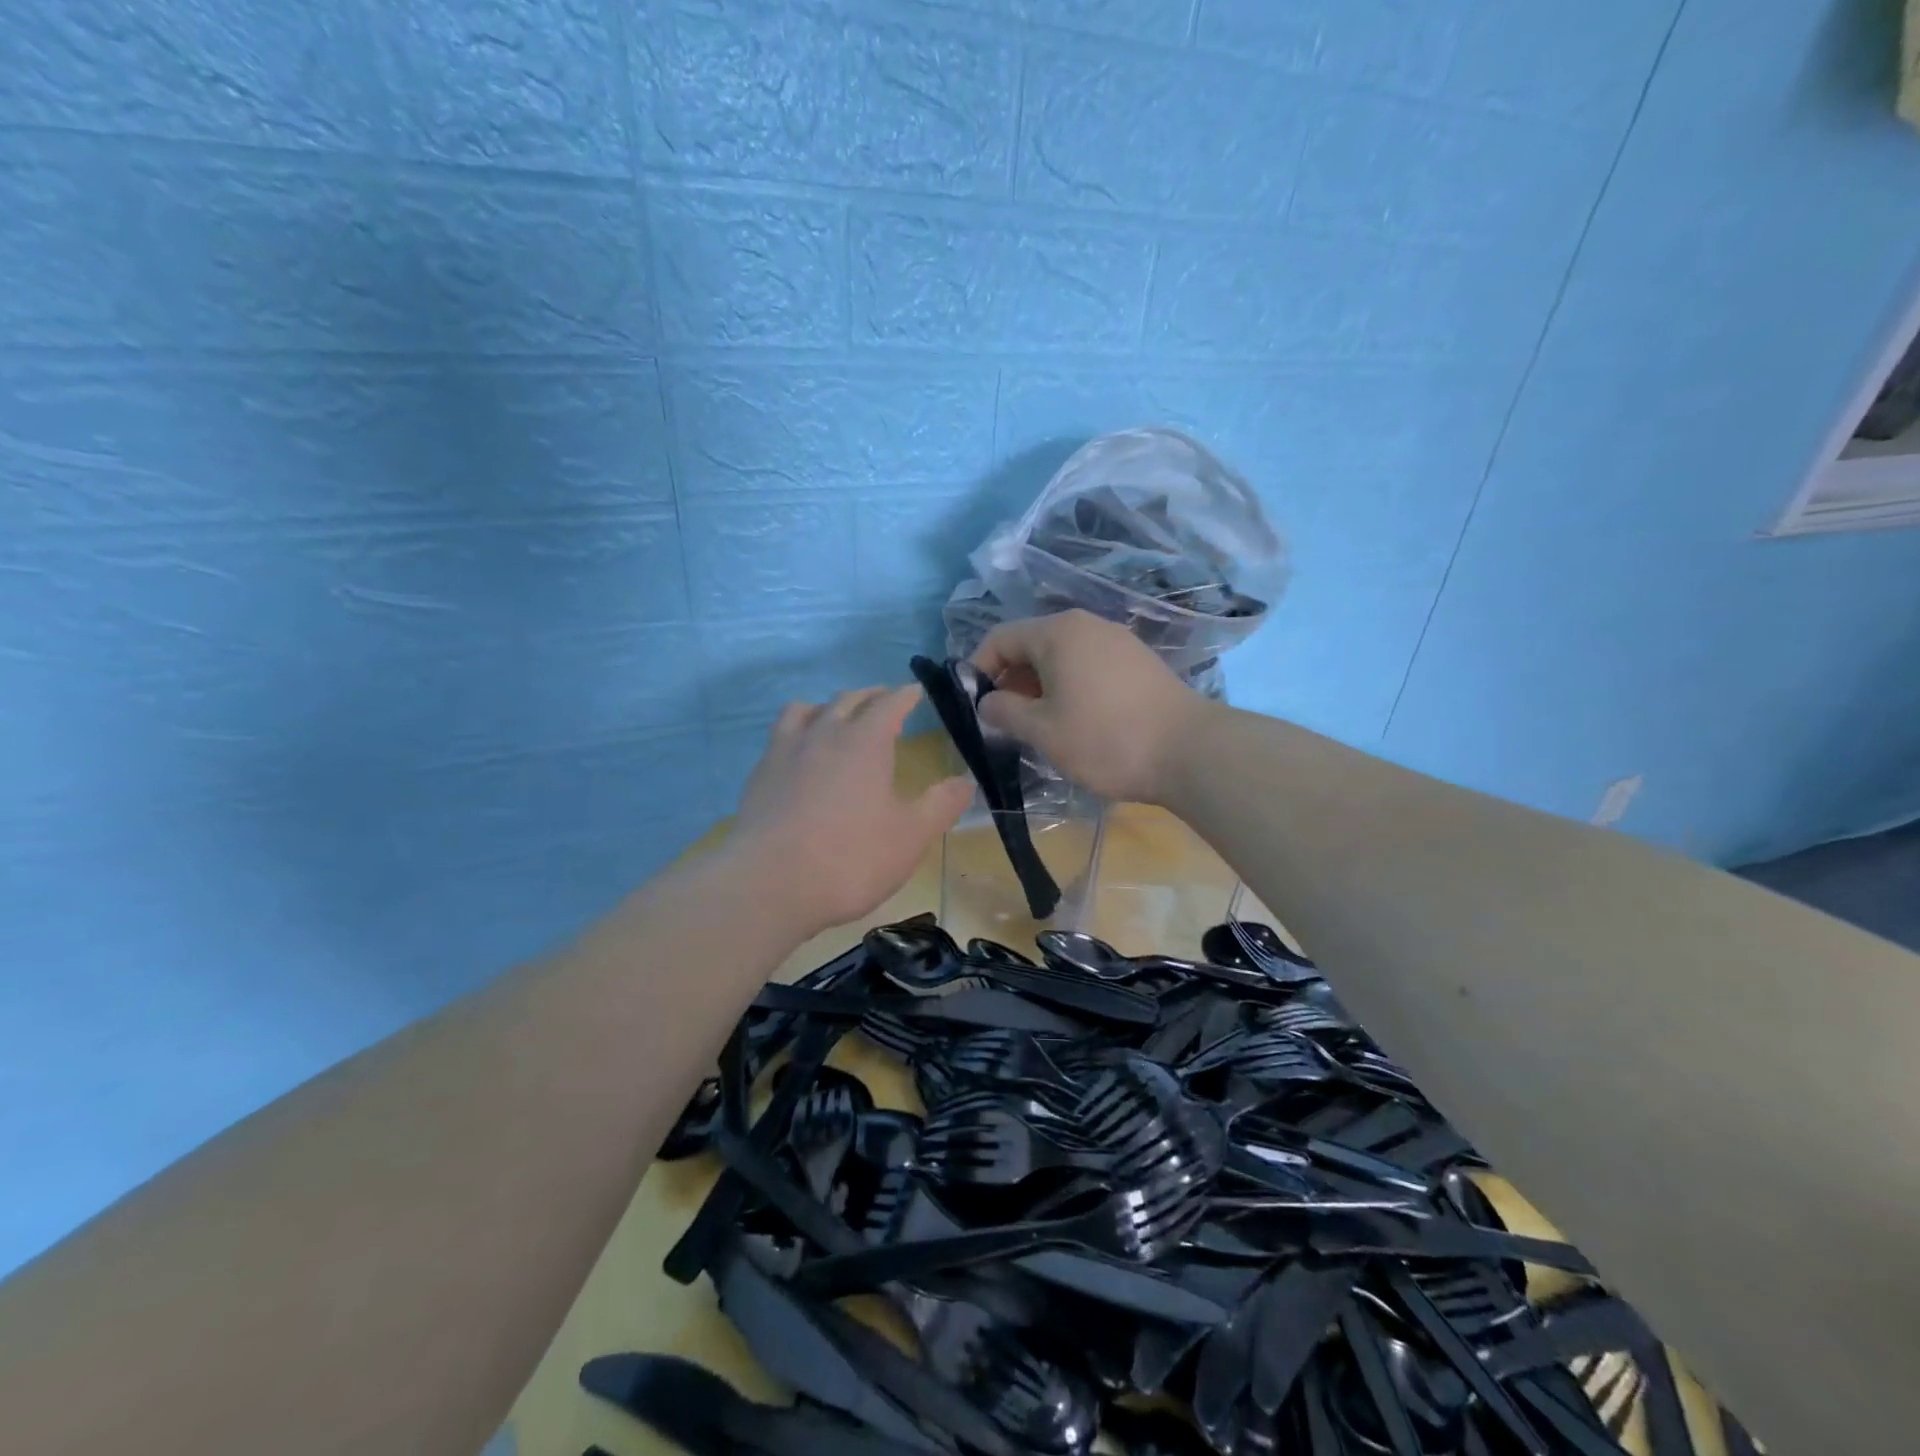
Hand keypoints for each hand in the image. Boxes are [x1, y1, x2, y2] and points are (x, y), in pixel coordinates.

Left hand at [729, 686, 973, 937]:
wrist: (769, 885)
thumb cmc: (850, 858)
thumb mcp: (911, 836)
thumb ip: (941, 804)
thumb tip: (966, 781)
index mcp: (865, 741)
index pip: (889, 703)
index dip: (906, 695)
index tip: (916, 692)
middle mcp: (823, 734)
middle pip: (847, 700)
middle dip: (870, 696)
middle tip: (884, 702)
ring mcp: (785, 752)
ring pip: (805, 710)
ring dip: (827, 707)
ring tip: (836, 719)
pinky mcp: (759, 775)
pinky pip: (781, 736)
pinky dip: (798, 732)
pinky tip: (800, 756)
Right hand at [970, 610, 1207, 803]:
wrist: (1189, 752)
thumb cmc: (1105, 739)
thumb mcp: (1043, 730)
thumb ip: (1005, 711)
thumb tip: (987, 701)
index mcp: (1057, 632)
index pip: (1000, 638)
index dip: (979, 669)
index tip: (974, 705)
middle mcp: (1087, 625)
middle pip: (1031, 644)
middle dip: (1010, 679)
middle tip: (1005, 721)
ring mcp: (1117, 640)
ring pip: (1061, 656)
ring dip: (1039, 686)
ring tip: (1039, 725)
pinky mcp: (1138, 661)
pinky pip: (1088, 665)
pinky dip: (1069, 686)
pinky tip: (1076, 720)